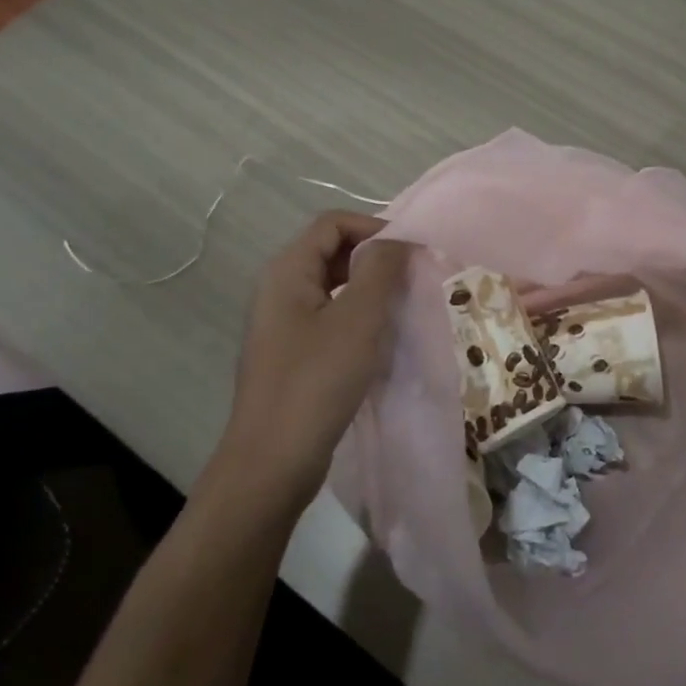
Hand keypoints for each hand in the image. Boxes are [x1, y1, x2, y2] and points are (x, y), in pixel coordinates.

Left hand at [220, 212, 411, 507]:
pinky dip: (357, 319)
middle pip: (331, 251)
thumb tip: (398, 238)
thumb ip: (381, 269)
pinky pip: (329, 318)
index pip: (333, 223)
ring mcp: (282, 324)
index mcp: (287, 270)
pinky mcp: (291, 354)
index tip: (412, 252)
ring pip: (333, 287)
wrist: (272, 463)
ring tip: (403, 309)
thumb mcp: (359, 319)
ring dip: (369, 290)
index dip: (374, 227)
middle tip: (413, 280)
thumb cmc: (317, 381)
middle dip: (374, 259)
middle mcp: (279, 289)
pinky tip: (380, 341)